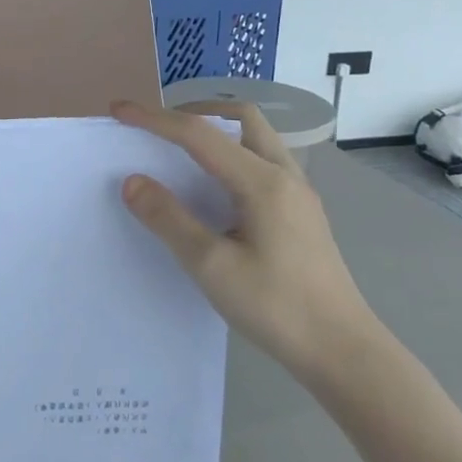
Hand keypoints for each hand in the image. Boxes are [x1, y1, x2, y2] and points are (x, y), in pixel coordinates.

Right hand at [112, 100, 380, 386]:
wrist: (342, 351)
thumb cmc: (276, 308)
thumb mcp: (212, 266)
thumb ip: (169, 219)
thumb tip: (132, 181)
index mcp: (262, 182)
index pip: (200, 134)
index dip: (155, 119)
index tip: (119, 111)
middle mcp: (284, 175)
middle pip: (240, 118)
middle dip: (194, 112)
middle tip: (158, 128)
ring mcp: (298, 192)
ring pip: (255, 137)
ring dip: (216, 131)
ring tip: (181, 151)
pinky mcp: (301, 211)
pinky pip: (262, 160)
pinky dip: (231, 153)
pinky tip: (214, 186)